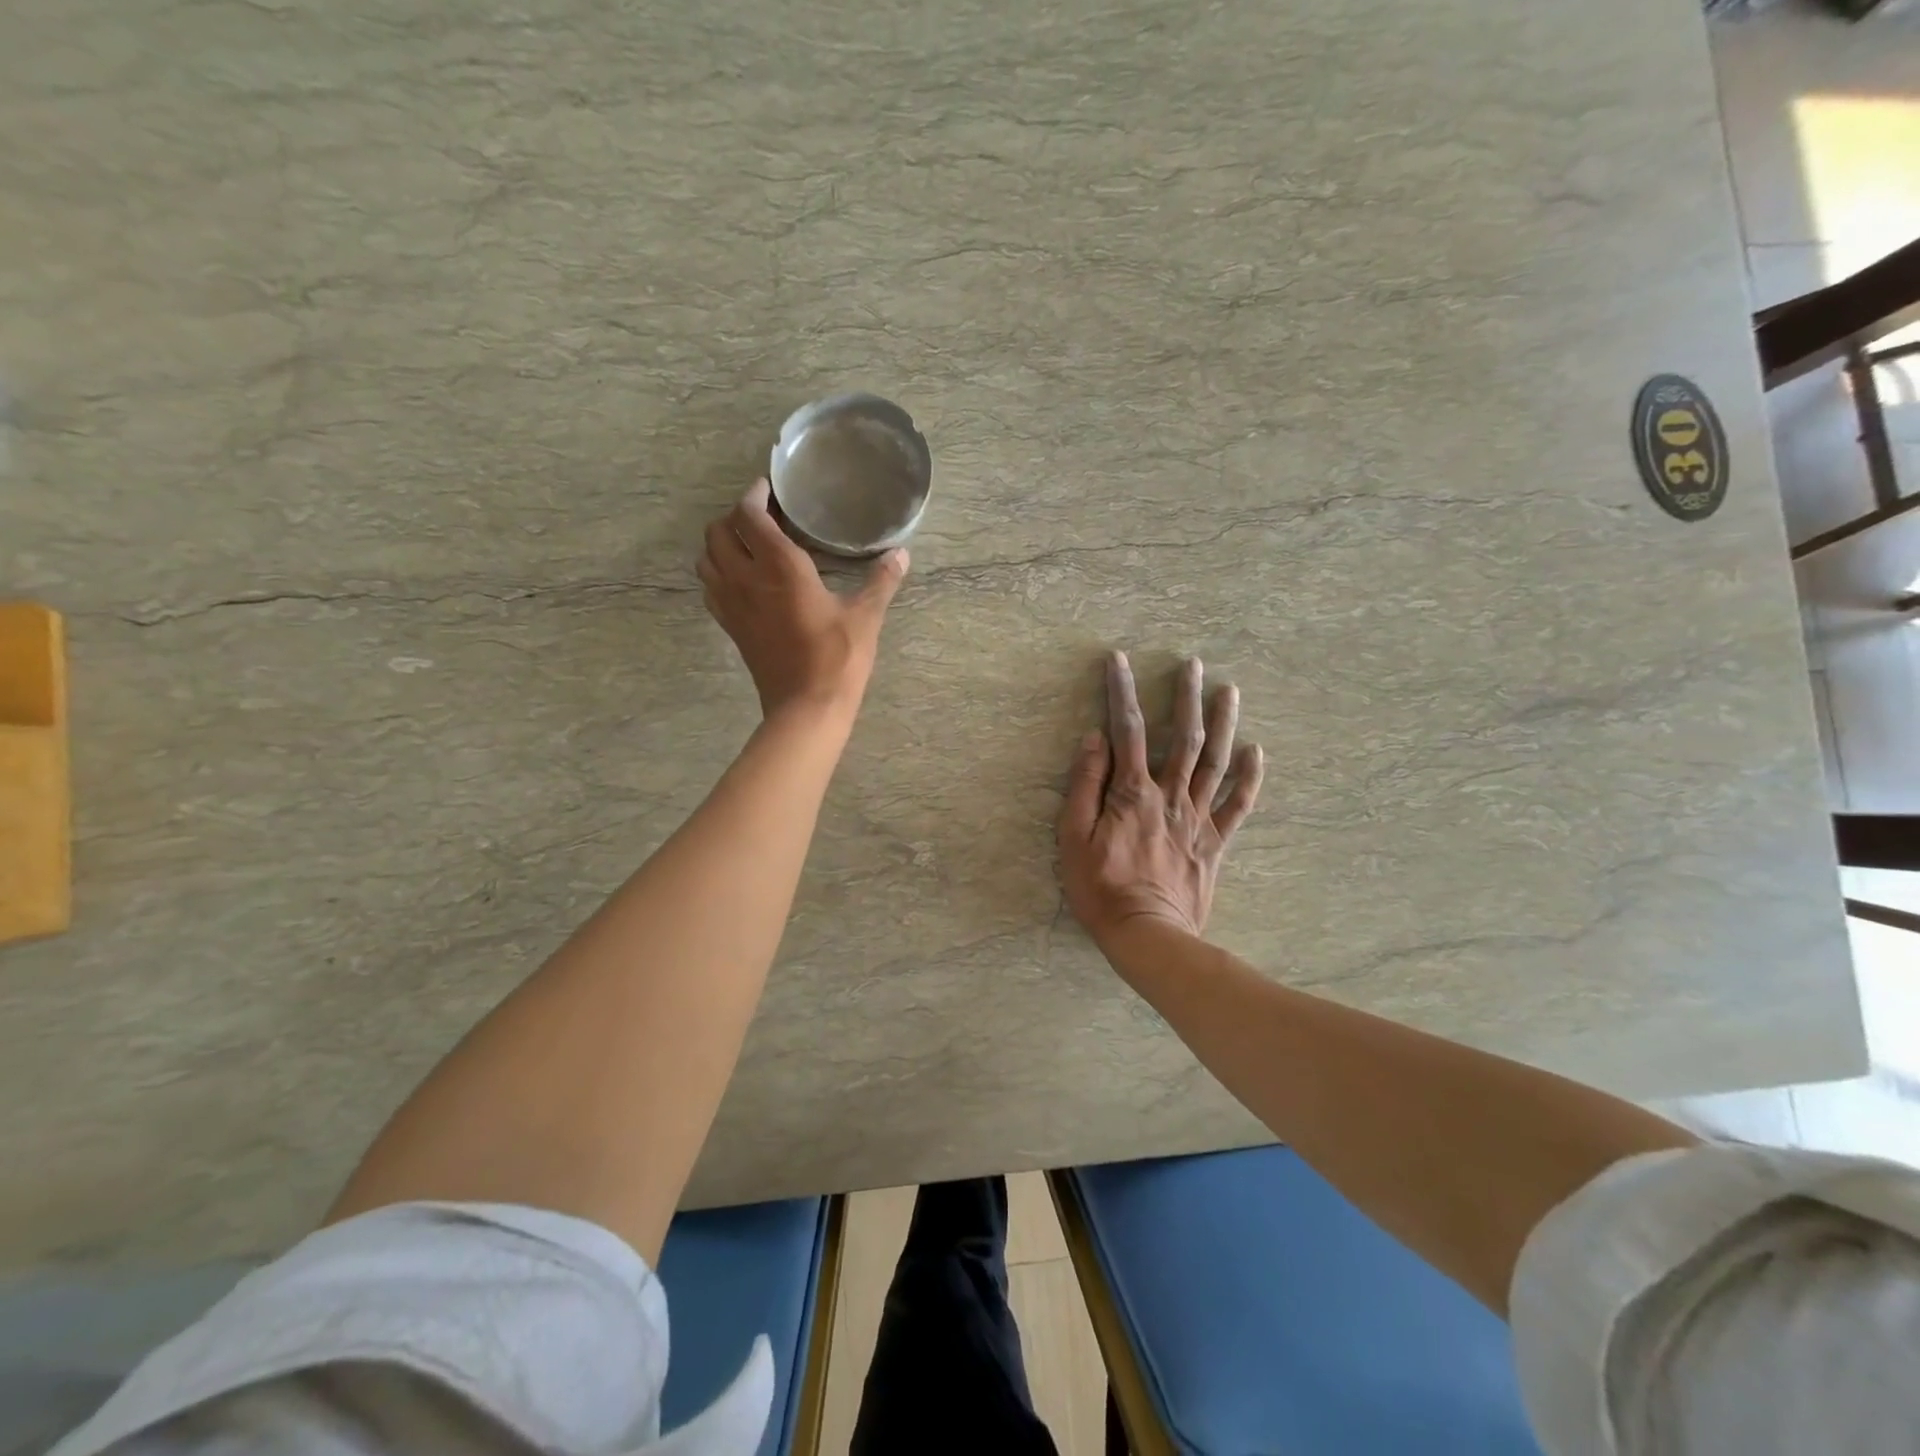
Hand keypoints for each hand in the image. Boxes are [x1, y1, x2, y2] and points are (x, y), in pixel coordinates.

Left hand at [697, 480, 908, 721]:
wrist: (806, 707)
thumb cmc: (837, 658)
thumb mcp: (865, 616)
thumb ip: (881, 580)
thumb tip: (902, 554)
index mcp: (779, 567)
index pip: (749, 516)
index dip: (754, 496)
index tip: (768, 490)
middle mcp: (746, 578)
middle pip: (718, 532)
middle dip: (735, 517)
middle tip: (761, 517)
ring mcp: (732, 605)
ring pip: (707, 558)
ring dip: (720, 544)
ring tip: (747, 544)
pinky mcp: (731, 627)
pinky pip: (710, 587)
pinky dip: (717, 573)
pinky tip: (741, 580)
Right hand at [1058, 652, 1263, 947]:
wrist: (1147, 936)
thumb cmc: (1100, 889)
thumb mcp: (1073, 838)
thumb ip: (1085, 786)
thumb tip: (1095, 739)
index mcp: (1132, 793)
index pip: (1126, 729)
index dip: (1121, 691)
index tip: (1119, 659)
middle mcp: (1170, 796)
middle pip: (1182, 737)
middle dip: (1186, 697)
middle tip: (1194, 664)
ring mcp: (1197, 819)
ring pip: (1215, 762)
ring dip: (1223, 724)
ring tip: (1230, 691)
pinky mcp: (1214, 843)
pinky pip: (1237, 806)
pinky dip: (1248, 778)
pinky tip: (1255, 752)